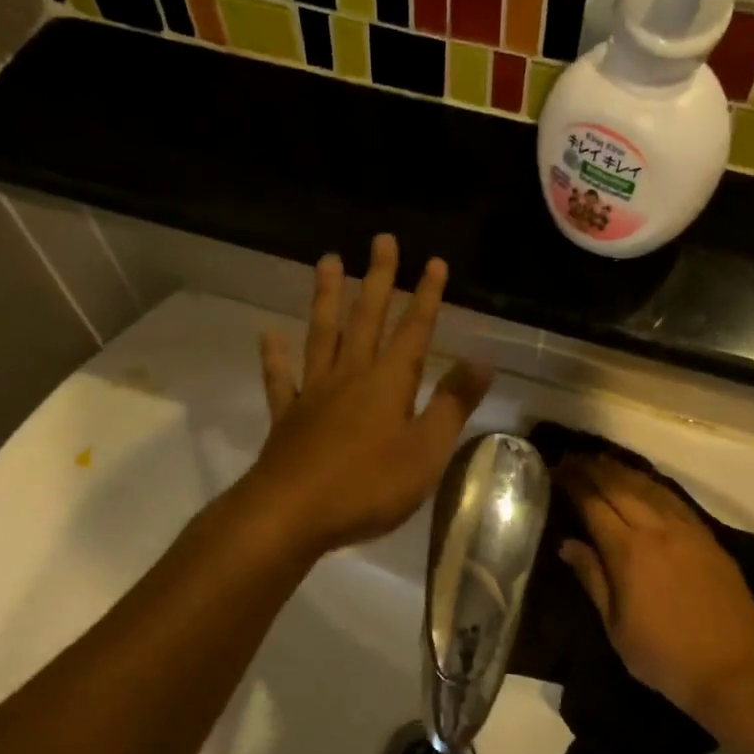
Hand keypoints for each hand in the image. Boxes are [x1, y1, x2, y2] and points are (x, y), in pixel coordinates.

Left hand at [243, 236, 492, 555]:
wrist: (292, 513)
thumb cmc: (368, 486)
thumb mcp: (426, 451)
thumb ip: (453, 405)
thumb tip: (484, 360)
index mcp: (389, 383)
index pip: (413, 330)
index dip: (426, 296)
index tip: (433, 261)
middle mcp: (349, 376)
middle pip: (366, 319)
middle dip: (378, 279)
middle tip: (381, 240)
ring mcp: (313, 394)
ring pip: (321, 335)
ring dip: (327, 298)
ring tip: (328, 261)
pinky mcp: (286, 418)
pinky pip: (280, 379)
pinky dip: (274, 357)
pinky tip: (269, 335)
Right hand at [555, 455, 753, 727]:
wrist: (733, 671)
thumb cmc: (664, 656)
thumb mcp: (616, 627)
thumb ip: (592, 579)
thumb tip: (567, 544)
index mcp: (629, 552)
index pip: (594, 505)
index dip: (574, 484)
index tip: (557, 469)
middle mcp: (657, 531)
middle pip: (621, 488)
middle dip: (594, 469)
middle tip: (573, 458)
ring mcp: (687, 531)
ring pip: (650, 488)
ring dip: (622, 471)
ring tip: (601, 461)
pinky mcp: (709, 538)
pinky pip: (675, 500)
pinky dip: (653, 485)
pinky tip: (643, 483)